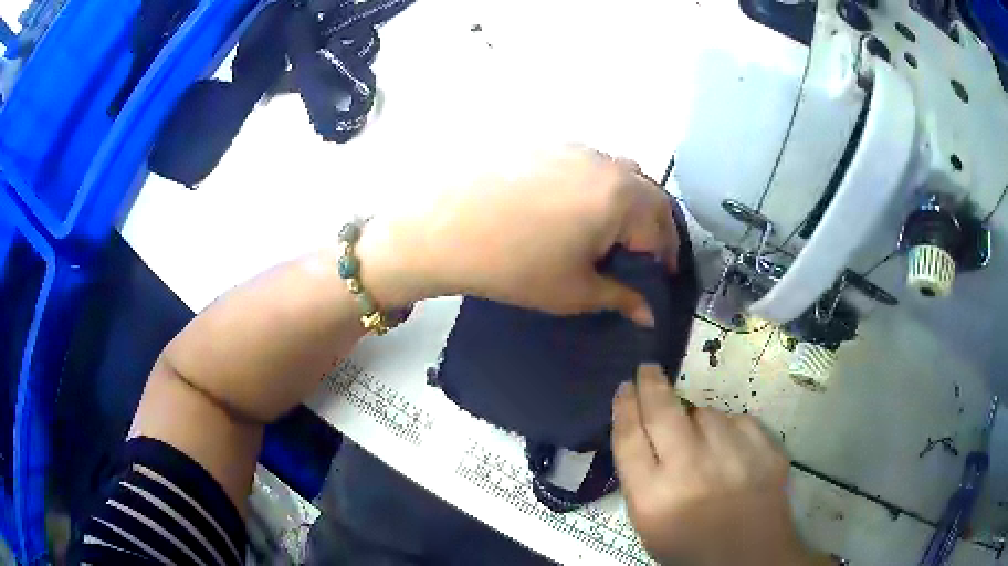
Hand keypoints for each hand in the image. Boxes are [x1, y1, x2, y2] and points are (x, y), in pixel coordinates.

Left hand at [358, 147, 678, 324]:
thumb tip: (648, 314)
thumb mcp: (575, 291)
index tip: (662, 274)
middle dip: (654, 225)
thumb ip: (620, 298)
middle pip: (647, 193)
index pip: (662, 226)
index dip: (666, 255)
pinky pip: (588, 163)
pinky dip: (597, 185)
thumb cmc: (515, 266)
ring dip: (628, 200)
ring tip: (610, 229)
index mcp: (622, 198)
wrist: (442, 229)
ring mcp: (573, 148)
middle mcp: (605, 164)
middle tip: (643, 253)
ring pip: (619, 172)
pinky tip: (573, 207)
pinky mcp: (544, 144)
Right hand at [612, 365, 826, 565]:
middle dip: (651, 384)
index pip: (629, 437)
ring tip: (705, 447)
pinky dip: (731, 431)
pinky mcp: (765, 448)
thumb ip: (641, 478)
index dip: (624, 407)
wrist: (749, 556)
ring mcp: (732, 455)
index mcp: (653, 496)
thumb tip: (642, 431)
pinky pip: (739, 421)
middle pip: (662, 410)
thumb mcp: (649, 523)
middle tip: (647, 370)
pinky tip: (732, 453)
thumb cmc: (690, 546)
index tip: (624, 388)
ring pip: (706, 413)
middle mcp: (690, 469)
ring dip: (698, 421)